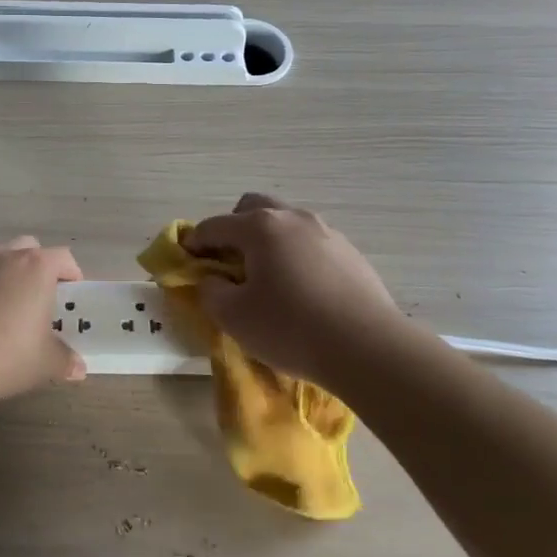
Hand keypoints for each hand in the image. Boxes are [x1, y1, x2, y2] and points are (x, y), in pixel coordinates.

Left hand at [0, 237, 85, 401]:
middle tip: (33, 294)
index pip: (63, 258)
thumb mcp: (48, 363)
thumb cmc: (10, 356)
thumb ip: (65, 360)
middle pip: (24, 245)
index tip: (70, 293)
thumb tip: (78, 367)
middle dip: (32, 264)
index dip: (70, 273)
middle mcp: (1, 256)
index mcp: (35, 268)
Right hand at [186, 194, 405, 386]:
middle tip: (227, 261)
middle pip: (253, 207)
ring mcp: (327, 232)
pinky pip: (311, 244)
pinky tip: (301, 290)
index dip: (194, 242)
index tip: (186, 261)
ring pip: (286, 223)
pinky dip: (296, 256)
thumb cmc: (291, 329)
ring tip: (267, 277)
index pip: (214, 226)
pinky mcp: (351, 254)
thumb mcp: (234, 317)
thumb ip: (211, 292)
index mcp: (260, 226)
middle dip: (233, 228)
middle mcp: (293, 218)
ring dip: (268, 241)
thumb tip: (212, 281)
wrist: (369, 349)